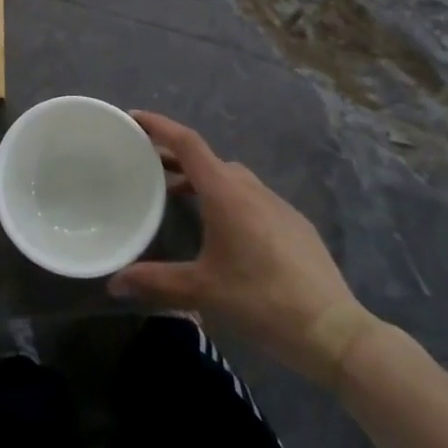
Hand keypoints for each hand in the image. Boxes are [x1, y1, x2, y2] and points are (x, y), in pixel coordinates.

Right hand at [110, 112, 375, 385]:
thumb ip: (156, 282)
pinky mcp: (294, 223)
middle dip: (175, 157)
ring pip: (231, 178)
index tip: (134, 117)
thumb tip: (114, 283)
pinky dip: (228, 198)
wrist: (333, 330)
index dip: (159, 126)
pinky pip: (252, 197)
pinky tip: (224, 230)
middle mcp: (250, 188)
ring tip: (180, 197)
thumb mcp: (203, 291)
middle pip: (207, 158)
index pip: (187, 143)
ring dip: (203, 179)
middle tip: (148, 166)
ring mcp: (277, 204)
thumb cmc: (261, 300)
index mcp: (225, 192)